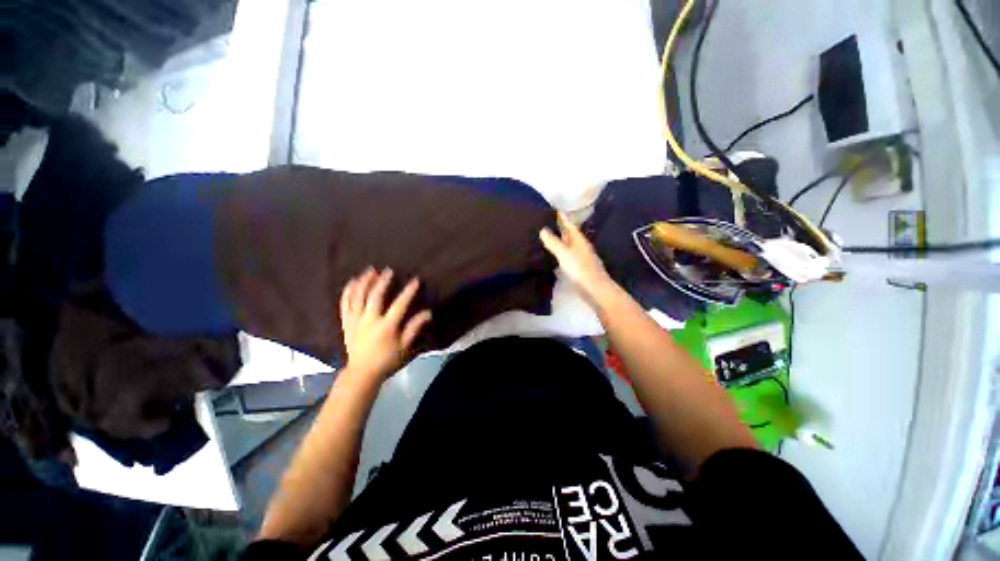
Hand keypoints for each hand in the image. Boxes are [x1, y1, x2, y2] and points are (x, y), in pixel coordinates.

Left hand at [340, 268, 431, 379]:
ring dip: (364, 282)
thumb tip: (428, 312)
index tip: (415, 280)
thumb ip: (414, 328)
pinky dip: (348, 292)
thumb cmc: (387, 359)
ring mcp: (355, 320)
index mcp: (386, 326)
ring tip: (370, 270)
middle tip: (389, 270)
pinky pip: (345, 304)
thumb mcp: (405, 346)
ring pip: (358, 297)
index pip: (399, 304)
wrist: (362, 373)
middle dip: (383, 281)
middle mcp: (369, 320)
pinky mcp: (346, 322)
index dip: (408, 291)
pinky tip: (352, 282)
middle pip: (375, 296)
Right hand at [539, 212, 613, 299]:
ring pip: (569, 245)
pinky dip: (561, 252)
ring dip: (560, 240)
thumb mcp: (564, 254)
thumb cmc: (580, 269)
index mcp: (579, 240)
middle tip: (547, 222)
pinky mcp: (579, 268)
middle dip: (561, 228)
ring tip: (548, 237)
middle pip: (570, 235)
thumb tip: (543, 229)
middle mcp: (581, 247)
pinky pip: (568, 255)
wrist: (594, 290)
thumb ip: (553, 242)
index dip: (562, 218)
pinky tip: (555, 255)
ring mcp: (581, 258)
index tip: (554, 209)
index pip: (570, 225)